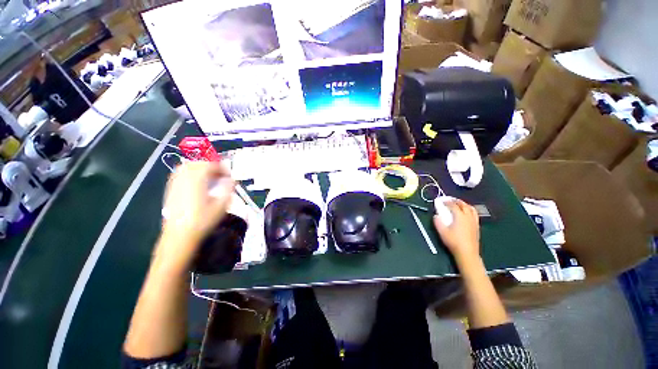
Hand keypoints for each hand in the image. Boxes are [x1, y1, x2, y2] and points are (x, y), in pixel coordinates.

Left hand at [157, 161, 234, 268]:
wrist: (180, 235)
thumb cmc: (203, 220)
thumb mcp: (222, 205)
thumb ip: (228, 188)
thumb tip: (231, 179)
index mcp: (197, 180)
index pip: (209, 165)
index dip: (221, 167)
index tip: (229, 175)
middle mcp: (184, 178)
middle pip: (197, 163)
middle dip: (210, 165)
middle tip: (220, 174)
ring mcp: (175, 184)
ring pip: (186, 167)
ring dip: (199, 168)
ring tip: (209, 177)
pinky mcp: (170, 190)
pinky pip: (179, 174)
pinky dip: (190, 174)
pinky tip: (197, 183)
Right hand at [433, 199, 480, 264]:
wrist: (467, 253)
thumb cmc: (454, 241)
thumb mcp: (442, 232)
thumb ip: (438, 222)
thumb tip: (436, 215)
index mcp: (460, 216)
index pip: (453, 205)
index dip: (447, 201)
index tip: (441, 200)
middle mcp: (468, 217)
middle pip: (463, 205)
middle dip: (456, 201)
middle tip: (450, 199)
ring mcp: (474, 221)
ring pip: (471, 208)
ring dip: (464, 204)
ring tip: (459, 204)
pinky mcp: (476, 226)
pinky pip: (474, 214)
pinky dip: (469, 210)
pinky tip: (466, 213)